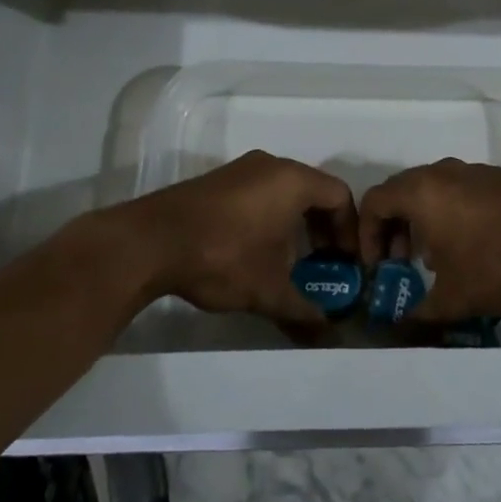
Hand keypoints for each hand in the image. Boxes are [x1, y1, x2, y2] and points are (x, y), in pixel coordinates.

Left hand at [123, 151, 355, 322]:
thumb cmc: (223, 257)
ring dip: (295, 222)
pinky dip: (270, 215)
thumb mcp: (268, 291)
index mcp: (293, 180)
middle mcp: (271, 164)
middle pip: (313, 190)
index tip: (346, 263)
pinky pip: (259, 191)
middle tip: (323, 262)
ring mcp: (241, 169)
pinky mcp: (218, 180)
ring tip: (290, 260)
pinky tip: (256, 249)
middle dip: (324, 227)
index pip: (340, 195)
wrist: (151, 241)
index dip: (349, 230)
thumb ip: (303, 312)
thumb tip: (327, 336)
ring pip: (284, 190)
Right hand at [358, 158, 500, 320]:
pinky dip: (450, 210)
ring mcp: (473, 170)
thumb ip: (420, 313)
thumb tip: (402, 327)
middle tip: (400, 261)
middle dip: (393, 226)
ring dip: (422, 218)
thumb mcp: (454, 300)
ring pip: (431, 187)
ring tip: (435, 257)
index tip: (378, 265)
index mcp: (421, 192)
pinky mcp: (499, 177)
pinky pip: (459, 188)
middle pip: (400, 190)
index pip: (374, 201)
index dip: (367, 234)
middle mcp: (442, 172)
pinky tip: (471, 244)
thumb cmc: (498, 266)